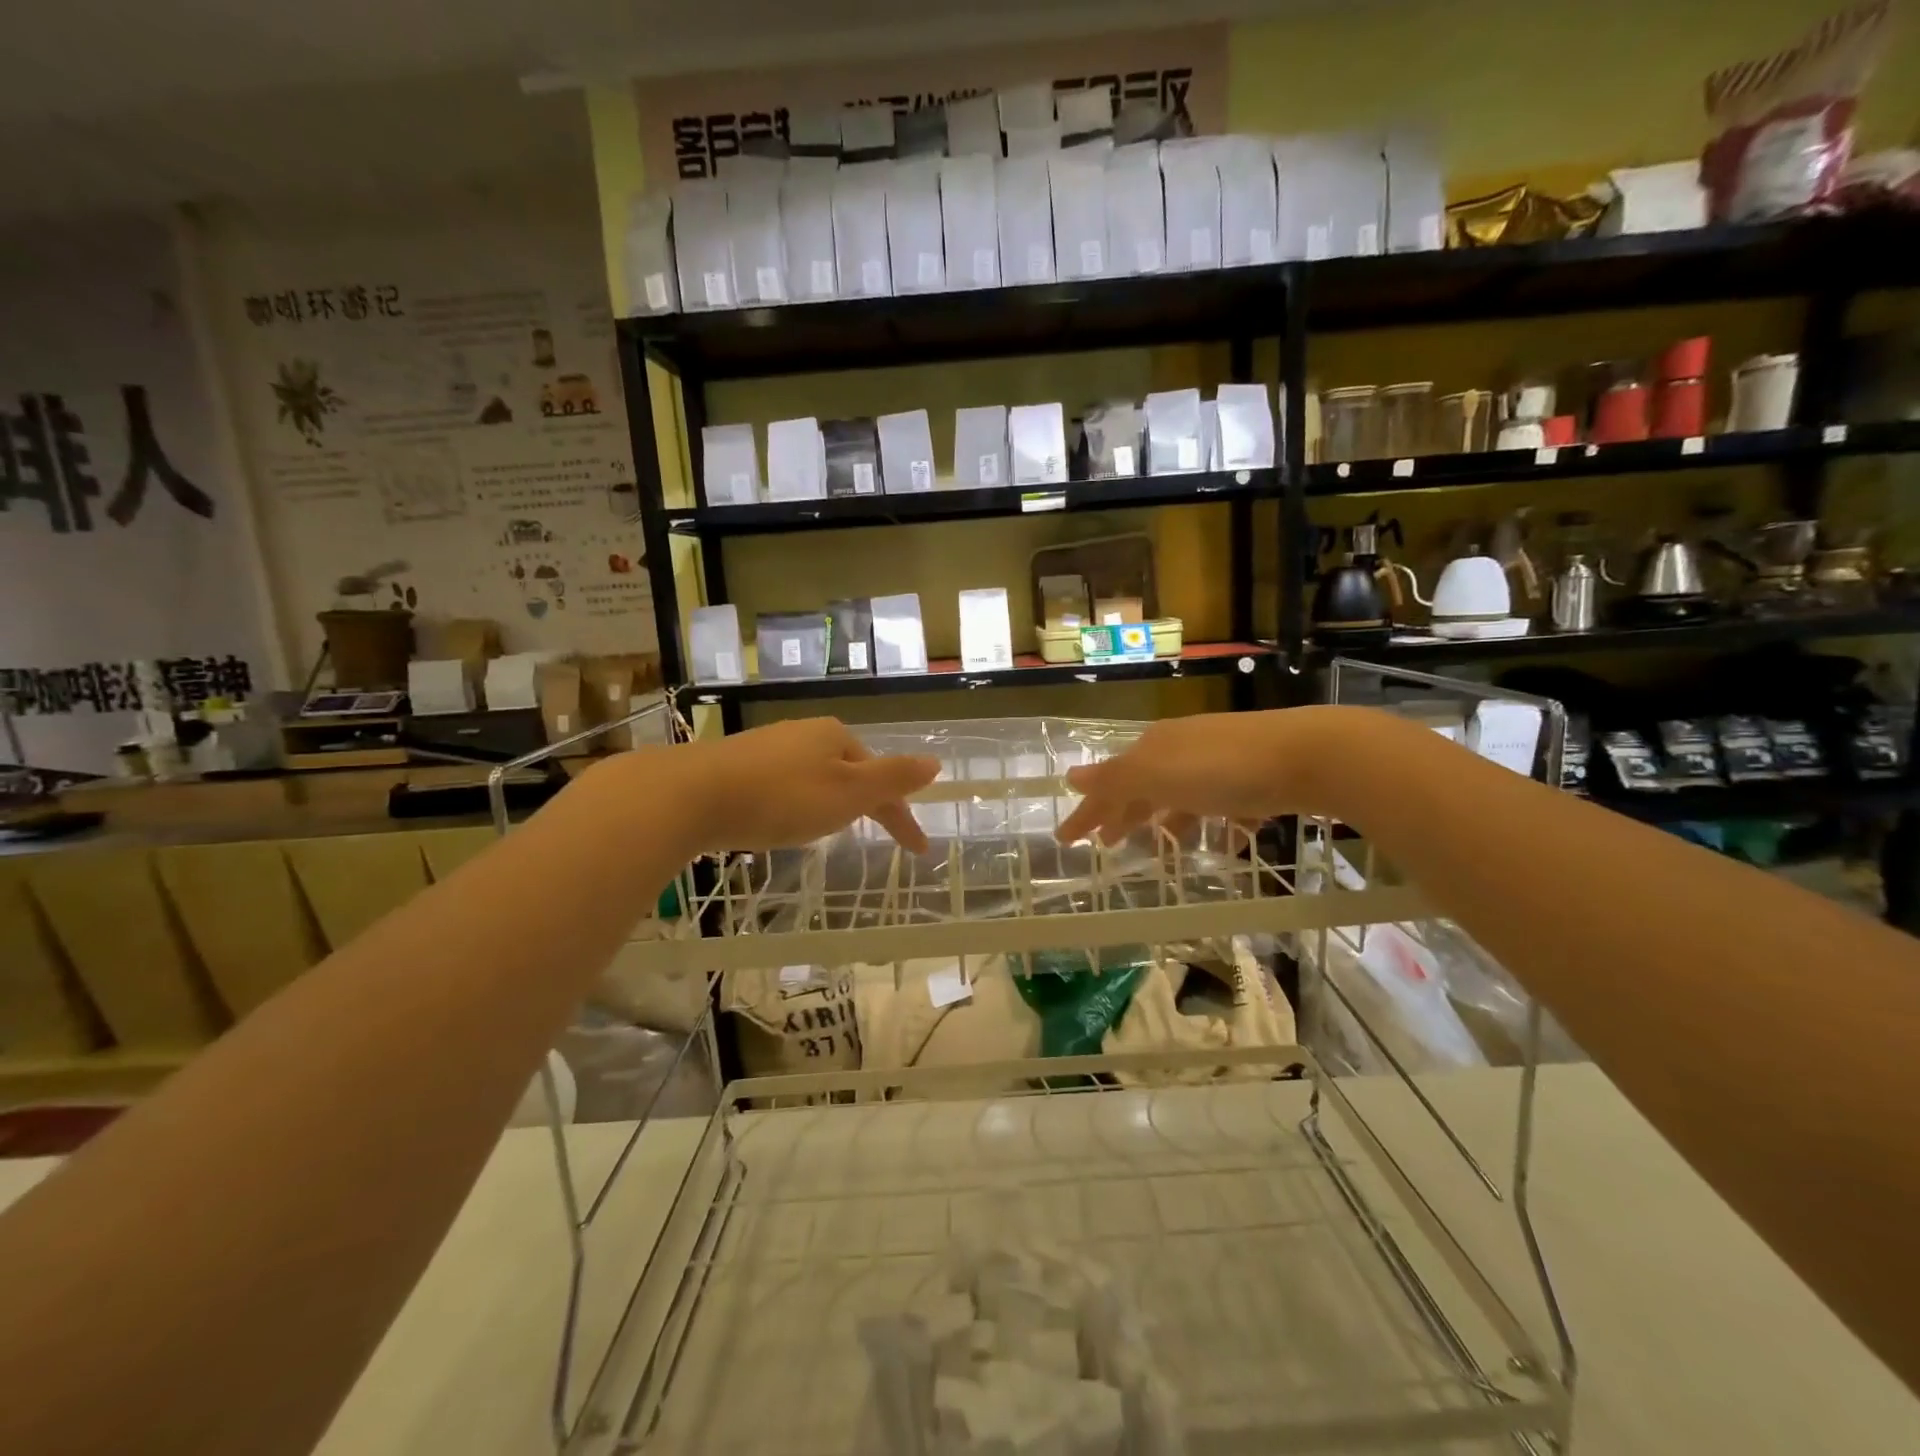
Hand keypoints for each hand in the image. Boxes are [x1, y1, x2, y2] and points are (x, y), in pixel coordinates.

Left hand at [653, 717, 937, 852]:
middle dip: (865, 802)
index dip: (902, 815)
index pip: (882, 778)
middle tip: (874, 834)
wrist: (691, 795)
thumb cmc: (781, 797)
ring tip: (828, 830)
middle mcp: (804, 733)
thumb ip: (893, 779)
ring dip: (831, 802)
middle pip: (849, 771)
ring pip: (815, 776)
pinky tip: (782, 818)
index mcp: (836, 736)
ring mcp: (768, 746)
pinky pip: (784, 783)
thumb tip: (935, 762)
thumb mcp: (847, 792)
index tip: (918, 850)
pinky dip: (797, 802)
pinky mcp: (738, 764)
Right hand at [1055, 708, 1356, 844]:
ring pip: (1181, 797)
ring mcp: (1220, 763)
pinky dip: (1214, 825)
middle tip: (1105, 844)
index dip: (1086, 812)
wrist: (1310, 754)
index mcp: (1154, 748)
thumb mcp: (1158, 775)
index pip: (1109, 784)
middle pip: (1142, 788)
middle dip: (1121, 814)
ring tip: (1160, 850)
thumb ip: (1115, 779)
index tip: (1065, 840)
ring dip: (1165, 822)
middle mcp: (1182, 751)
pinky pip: (1222, 807)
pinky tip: (1221, 844)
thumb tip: (1070, 776)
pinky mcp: (1254, 779)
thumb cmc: (1223, 768)